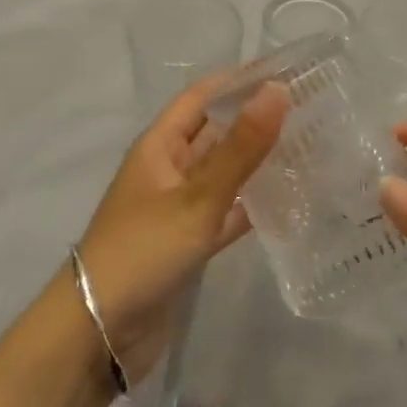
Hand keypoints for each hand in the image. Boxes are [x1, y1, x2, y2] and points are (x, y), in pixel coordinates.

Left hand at [73, 80, 286, 383]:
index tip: (285, 71)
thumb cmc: (143, 251)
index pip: (202, 96)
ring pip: (224, 173)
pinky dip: (252, 206)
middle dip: (254, 118)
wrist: (98, 336)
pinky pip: (226, 212)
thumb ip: (241, 148)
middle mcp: (168, 169)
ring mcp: (178, 207)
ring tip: (306, 147)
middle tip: (308, 109)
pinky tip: (287, 202)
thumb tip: (278, 90)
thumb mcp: (197, 197)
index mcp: (160, 146)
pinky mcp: (188, 243)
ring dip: (257, 161)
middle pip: (215, 132)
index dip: (238, 80)